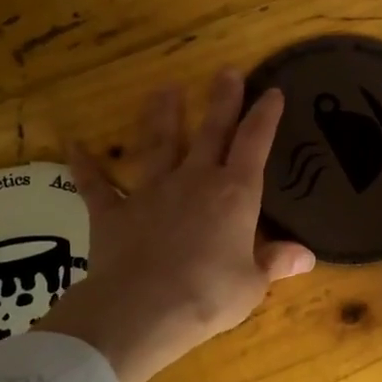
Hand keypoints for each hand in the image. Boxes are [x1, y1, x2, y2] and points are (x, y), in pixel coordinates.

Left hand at [33, 69, 315, 381]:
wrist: (142, 309)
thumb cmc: (209, 296)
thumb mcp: (252, 284)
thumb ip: (274, 263)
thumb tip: (306, 256)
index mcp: (235, 196)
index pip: (255, 144)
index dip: (265, 116)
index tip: (272, 92)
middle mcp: (194, 181)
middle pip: (210, 132)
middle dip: (221, 101)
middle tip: (226, 71)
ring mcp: (151, 192)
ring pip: (158, 144)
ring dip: (162, 116)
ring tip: (164, 89)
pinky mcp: (113, 212)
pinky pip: (96, 184)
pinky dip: (86, 165)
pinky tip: (75, 145)